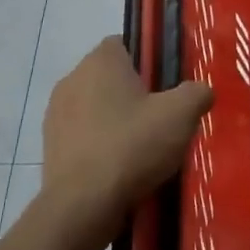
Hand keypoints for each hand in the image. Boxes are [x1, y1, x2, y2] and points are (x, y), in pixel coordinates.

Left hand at [41, 38, 213, 237]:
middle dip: (134, 93)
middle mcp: (72, 79)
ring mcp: (56, 115)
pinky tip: (120, 169)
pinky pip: (84, 136)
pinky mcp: (50, 147)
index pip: (125, 43)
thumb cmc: (132, 146)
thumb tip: (200, 91)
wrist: (82, 207)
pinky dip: (101, 146)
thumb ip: (197, 92)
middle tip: (162, 118)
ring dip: (116, 121)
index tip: (167, 86)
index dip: (149, 61)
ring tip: (143, 149)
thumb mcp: (182, 114)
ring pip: (96, 108)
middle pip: (110, 77)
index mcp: (100, 61)